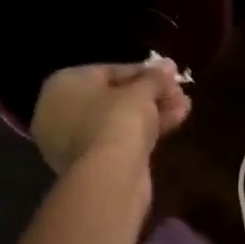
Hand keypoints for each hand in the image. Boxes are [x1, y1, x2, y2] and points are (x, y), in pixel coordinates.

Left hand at [31, 61, 190, 176]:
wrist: (109, 177)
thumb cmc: (117, 118)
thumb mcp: (141, 90)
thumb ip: (154, 77)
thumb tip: (168, 66)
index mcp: (62, 86)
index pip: (107, 71)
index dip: (142, 71)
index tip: (168, 73)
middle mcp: (59, 112)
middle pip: (113, 96)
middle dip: (149, 94)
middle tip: (178, 91)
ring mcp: (71, 142)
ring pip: (118, 119)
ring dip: (152, 111)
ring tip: (184, 106)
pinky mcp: (89, 166)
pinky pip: (118, 139)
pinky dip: (143, 131)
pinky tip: (175, 122)